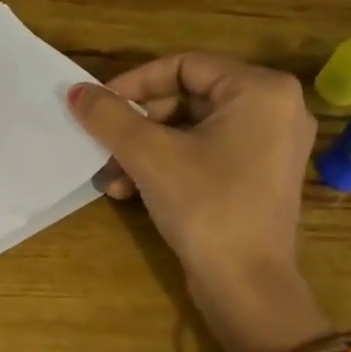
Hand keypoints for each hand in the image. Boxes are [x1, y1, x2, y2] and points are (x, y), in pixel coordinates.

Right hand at [67, 55, 328, 351]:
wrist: (246, 286)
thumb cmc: (206, 206)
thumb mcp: (149, 155)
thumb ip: (110, 116)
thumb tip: (76, 91)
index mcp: (260, 90)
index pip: (183, 65)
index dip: (134, 83)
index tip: (98, 107)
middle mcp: (274, 109)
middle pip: (186, 98)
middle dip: (137, 126)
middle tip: (104, 147)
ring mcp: (268, 145)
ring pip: (189, 130)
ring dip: (144, 150)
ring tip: (113, 178)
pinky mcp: (257, 176)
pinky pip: (204, 154)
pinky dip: (167, 166)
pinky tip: (130, 192)